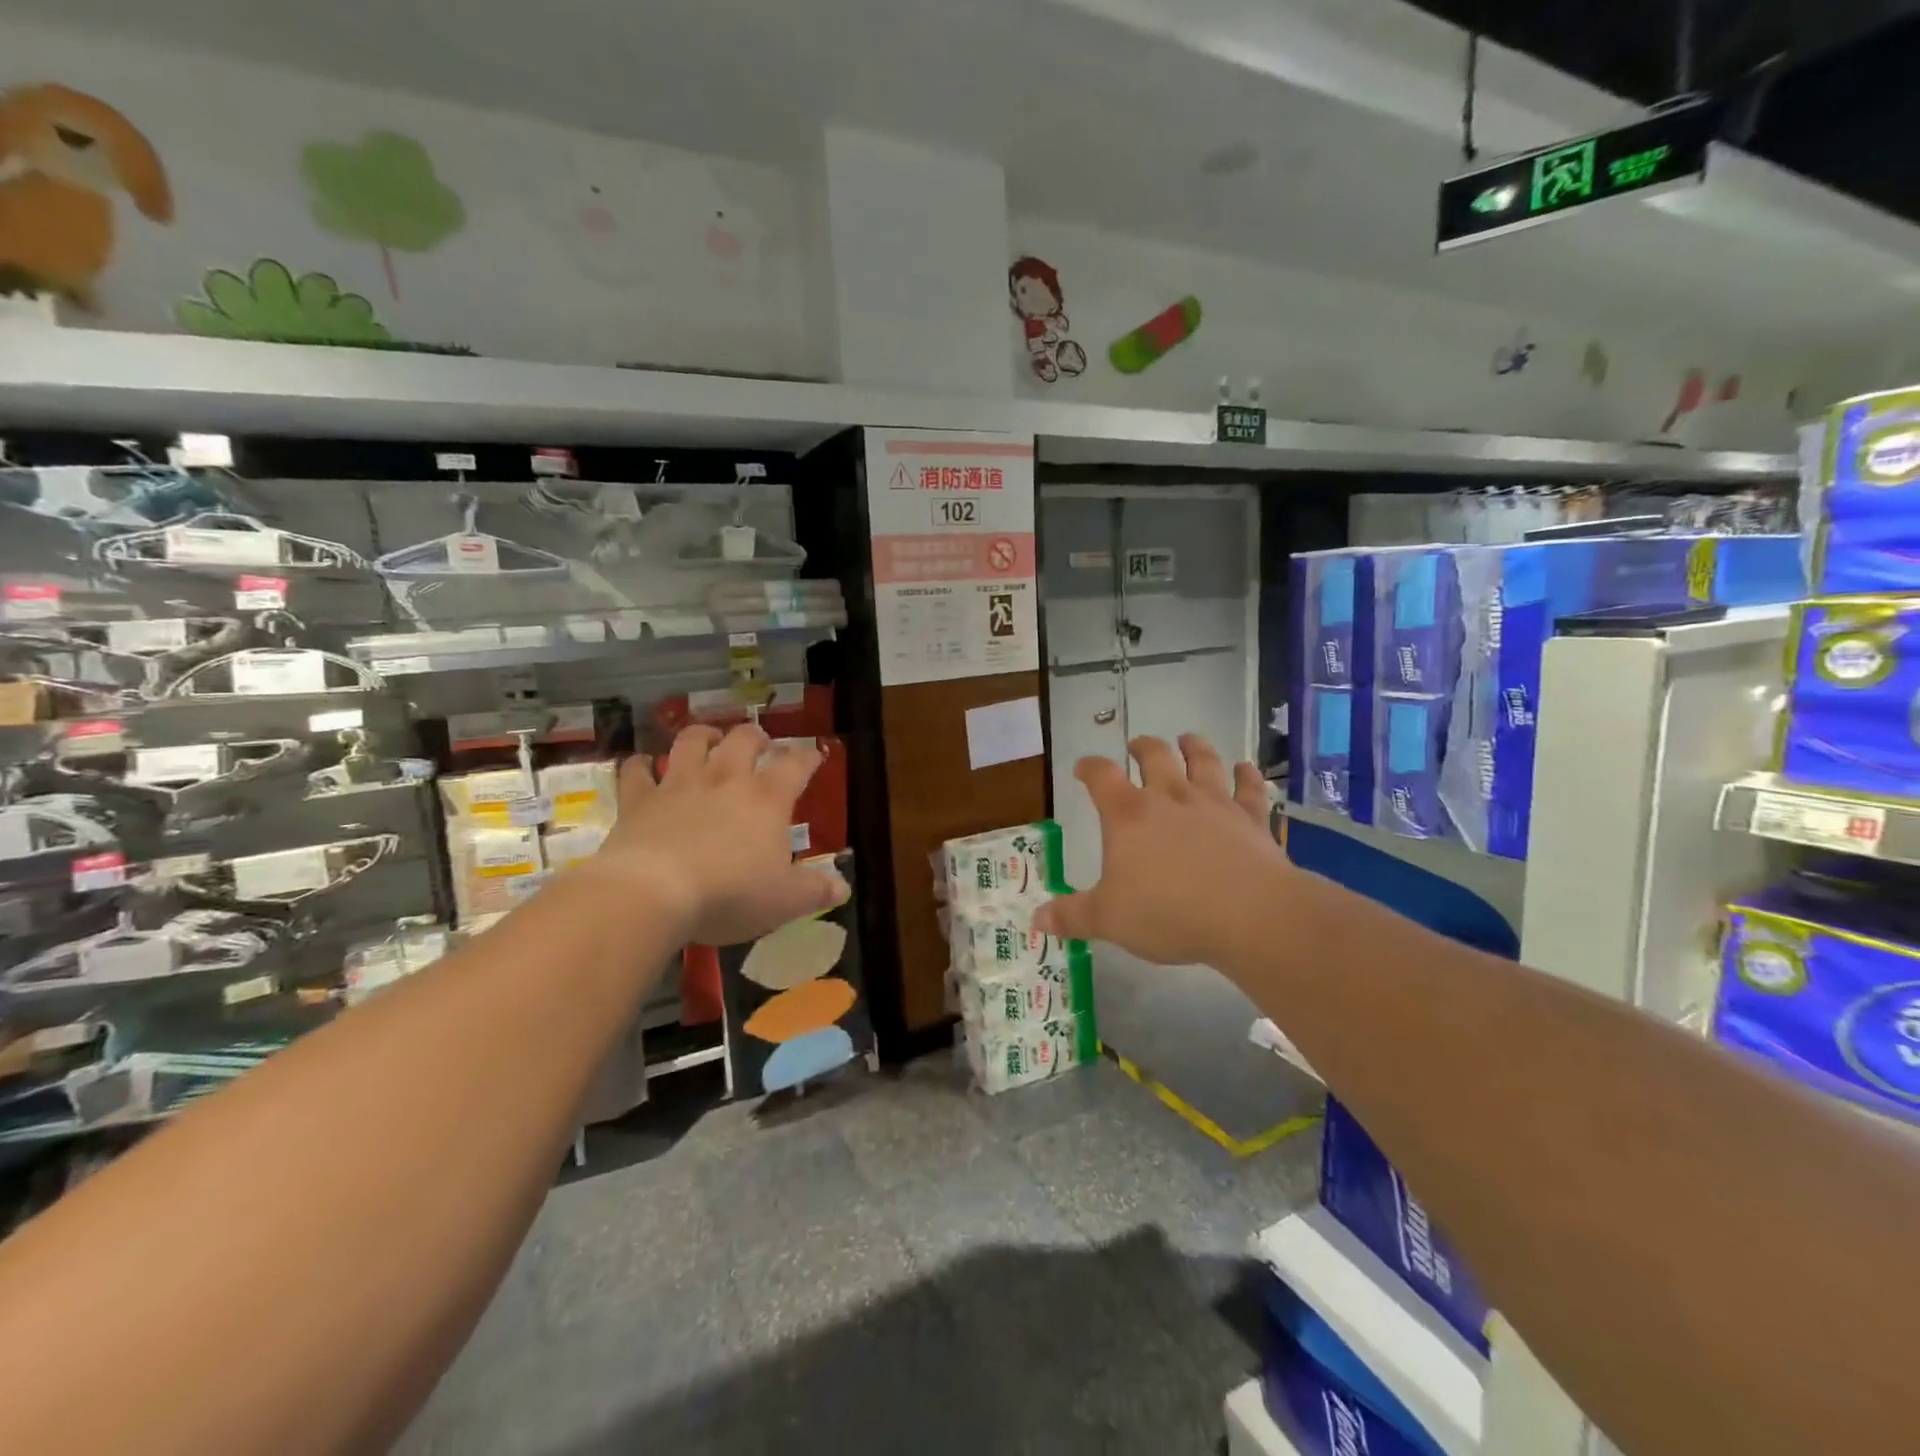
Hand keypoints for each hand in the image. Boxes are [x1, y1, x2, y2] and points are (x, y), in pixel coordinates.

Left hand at [582, 724, 846, 945]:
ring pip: (691, 742)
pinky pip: (636, 771)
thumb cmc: (730, 894)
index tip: (814, 756)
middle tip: (760, 743)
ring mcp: (678, 785)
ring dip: (702, 735)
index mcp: (767, 799)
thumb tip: (843, 888)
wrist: (652, 893)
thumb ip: (816, 891)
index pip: (795, 766)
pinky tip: (642, 764)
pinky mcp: (638, 800)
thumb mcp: (785, 901)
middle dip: (755, 737)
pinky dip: (640, 764)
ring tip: (709, 739)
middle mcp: (725, 779)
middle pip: (743, 739)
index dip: (808, 758)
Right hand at [1032, 734, 1286, 966]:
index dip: (1089, 768)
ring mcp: (1214, 804)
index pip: (1101, 777)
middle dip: (1142, 747)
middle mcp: (1170, 798)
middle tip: (1136, 745)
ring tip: (1188, 739)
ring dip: (1194, 747)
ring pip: (1203, 761)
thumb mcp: (1109, 920)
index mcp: (1129, 815)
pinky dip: (1247, 775)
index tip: (1082, 768)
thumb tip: (1037, 920)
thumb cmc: (1169, 913)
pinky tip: (1246, 768)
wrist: (1249, 915)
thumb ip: (1073, 916)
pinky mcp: (1251, 819)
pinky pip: (1249, 788)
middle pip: (1155, 756)